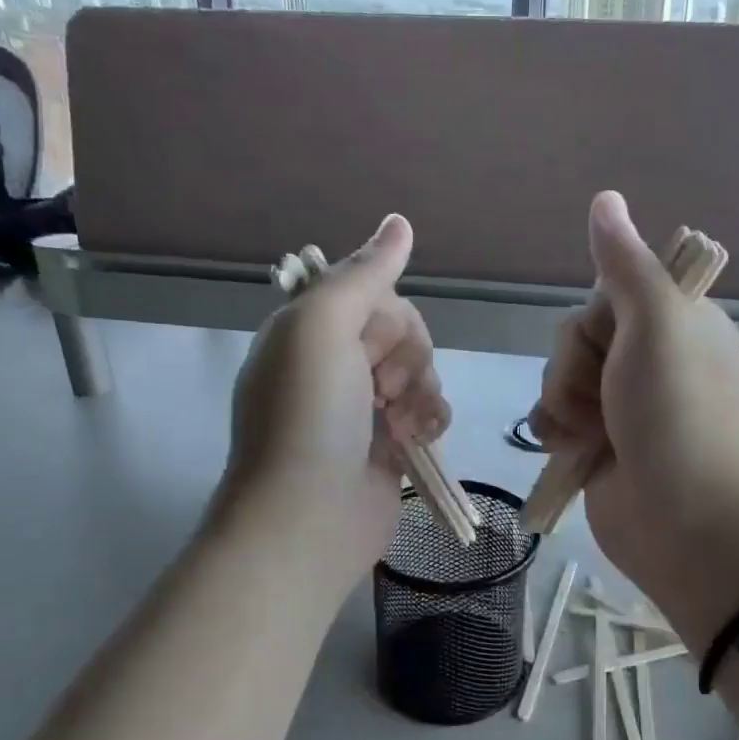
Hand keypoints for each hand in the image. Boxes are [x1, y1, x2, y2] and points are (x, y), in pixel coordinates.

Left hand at [217, 214, 450, 597]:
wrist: (308, 517)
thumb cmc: (308, 416)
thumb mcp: (322, 327)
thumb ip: (363, 274)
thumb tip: (400, 222)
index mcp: (308, 330)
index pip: (371, 295)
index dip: (386, 317)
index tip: (373, 347)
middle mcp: (334, 364)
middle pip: (402, 331)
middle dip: (408, 356)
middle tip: (385, 390)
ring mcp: (362, 408)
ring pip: (422, 370)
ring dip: (423, 390)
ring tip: (403, 423)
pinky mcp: (390, 444)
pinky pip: (429, 410)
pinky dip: (431, 420)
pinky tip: (418, 439)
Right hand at [528, 191, 738, 641]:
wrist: (681, 522)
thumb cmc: (676, 417)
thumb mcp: (657, 327)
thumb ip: (625, 266)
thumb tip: (605, 198)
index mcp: (680, 324)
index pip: (610, 294)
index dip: (597, 321)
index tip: (615, 344)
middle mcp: (653, 360)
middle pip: (578, 335)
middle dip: (576, 368)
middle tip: (605, 399)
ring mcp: (624, 405)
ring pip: (560, 376)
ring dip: (563, 403)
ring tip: (590, 436)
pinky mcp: (599, 443)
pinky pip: (555, 416)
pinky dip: (556, 431)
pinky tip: (569, 450)